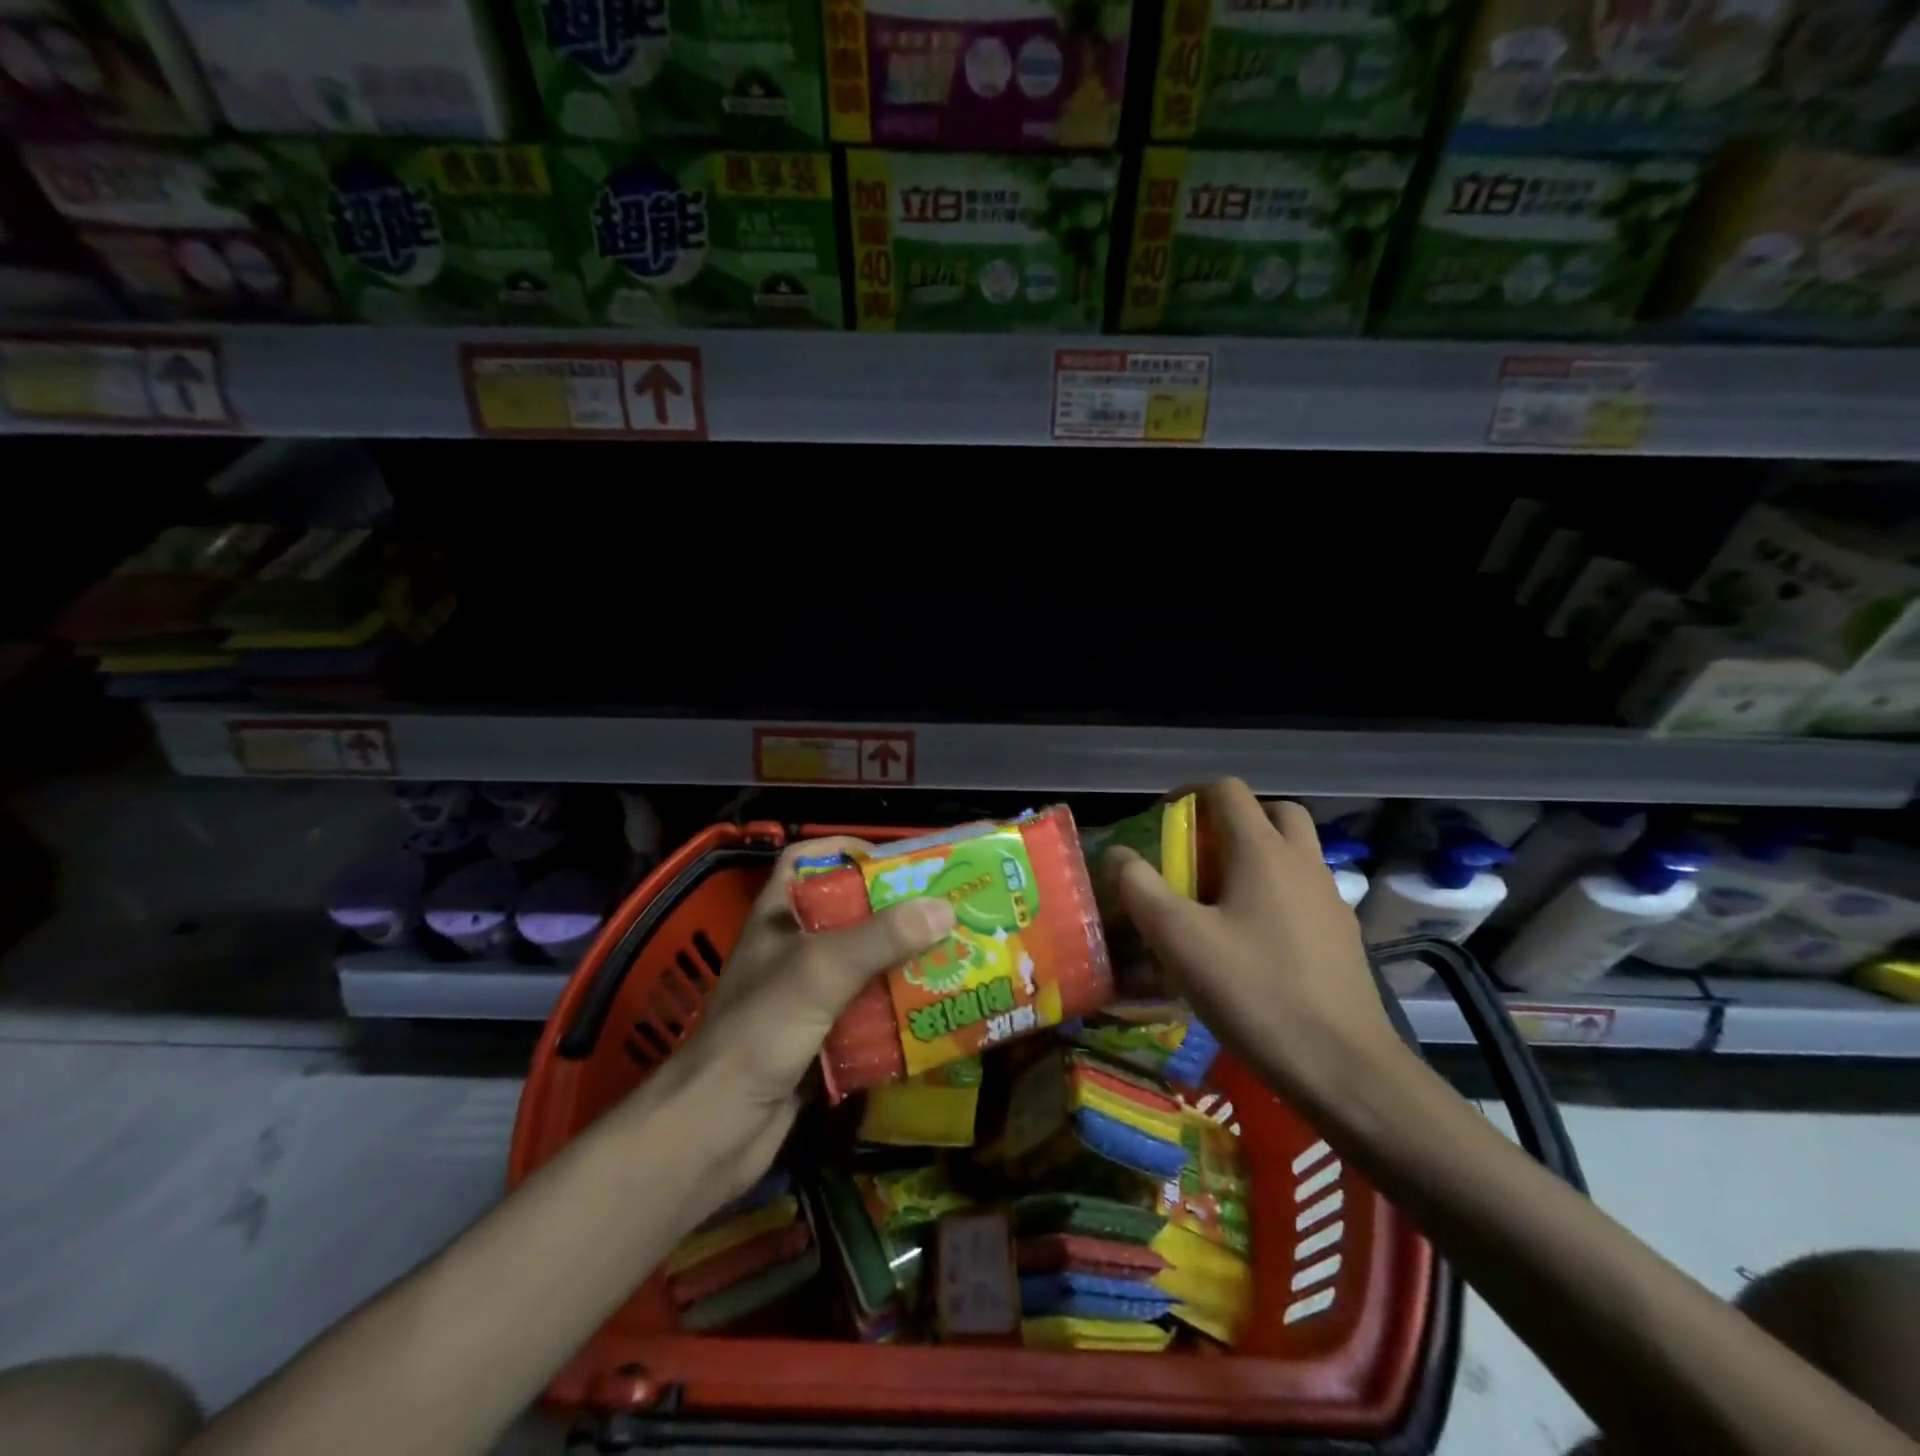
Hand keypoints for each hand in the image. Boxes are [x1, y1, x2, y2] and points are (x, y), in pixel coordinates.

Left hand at [650, 836, 954, 1202]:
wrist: (713, 1133)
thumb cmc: (759, 1032)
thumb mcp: (820, 971)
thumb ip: (880, 938)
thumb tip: (944, 909)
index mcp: (779, 917)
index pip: (807, 861)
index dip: (847, 851)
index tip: (897, 862)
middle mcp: (792, 951)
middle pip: (849, 915)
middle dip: (896, 914)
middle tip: (947, 914)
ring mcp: (805, 998)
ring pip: (863, 968)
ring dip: (903, 966)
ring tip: (954, 960)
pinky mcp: (820, 1041)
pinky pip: (867, 1016)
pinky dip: (897, 1014)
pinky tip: (934, 1015)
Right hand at [1106, 780, 1410, 1111]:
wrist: (1343, 1066)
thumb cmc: (1254, 992)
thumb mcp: (1179, 940)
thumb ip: (1140, 888)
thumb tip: (1118, 855)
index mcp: (1263, 852)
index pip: (1228, 791)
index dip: (1190, 794)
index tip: (1163, 820)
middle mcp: (1302, 862)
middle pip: (1272, 812)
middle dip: (1232, 819)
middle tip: (1200, 852)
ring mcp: (1330, 898)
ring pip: (1295, 851)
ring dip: (1258, 854)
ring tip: (1221, 895)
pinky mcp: (1342, 935)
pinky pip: (1305, 890)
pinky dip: (1278, 891)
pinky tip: (1254, 937)